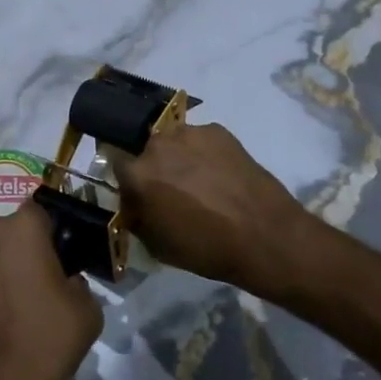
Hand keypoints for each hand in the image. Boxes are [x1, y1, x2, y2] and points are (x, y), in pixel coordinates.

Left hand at [0, 201, 102, 379]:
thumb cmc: (47, 340)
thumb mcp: (88, 308)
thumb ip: (78, 279)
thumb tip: (65, 278)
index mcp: (22, 228)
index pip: (41, 211)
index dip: (53, 231)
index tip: (62, 256)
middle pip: (11, 229)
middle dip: (25, 246)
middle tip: (41, 280)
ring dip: (1, 265)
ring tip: (15, 302)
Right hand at [112, 121, 315, 298]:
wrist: (264, 236)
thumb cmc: (205, 248)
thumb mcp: (157, 246)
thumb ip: (137, 218)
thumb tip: (135, 206)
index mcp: (138, 174)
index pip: (116, 163)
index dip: (128, 181)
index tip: (139, 194)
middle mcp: (158, 145)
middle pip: (146, 150)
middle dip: (154, 167)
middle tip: (172, 189)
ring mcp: (190, 133)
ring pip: (174, 141)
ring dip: (179, 157)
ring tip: (200, 180)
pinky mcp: (218, 131)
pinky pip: (201, 140)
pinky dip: (205, 153)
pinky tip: (221, 174)